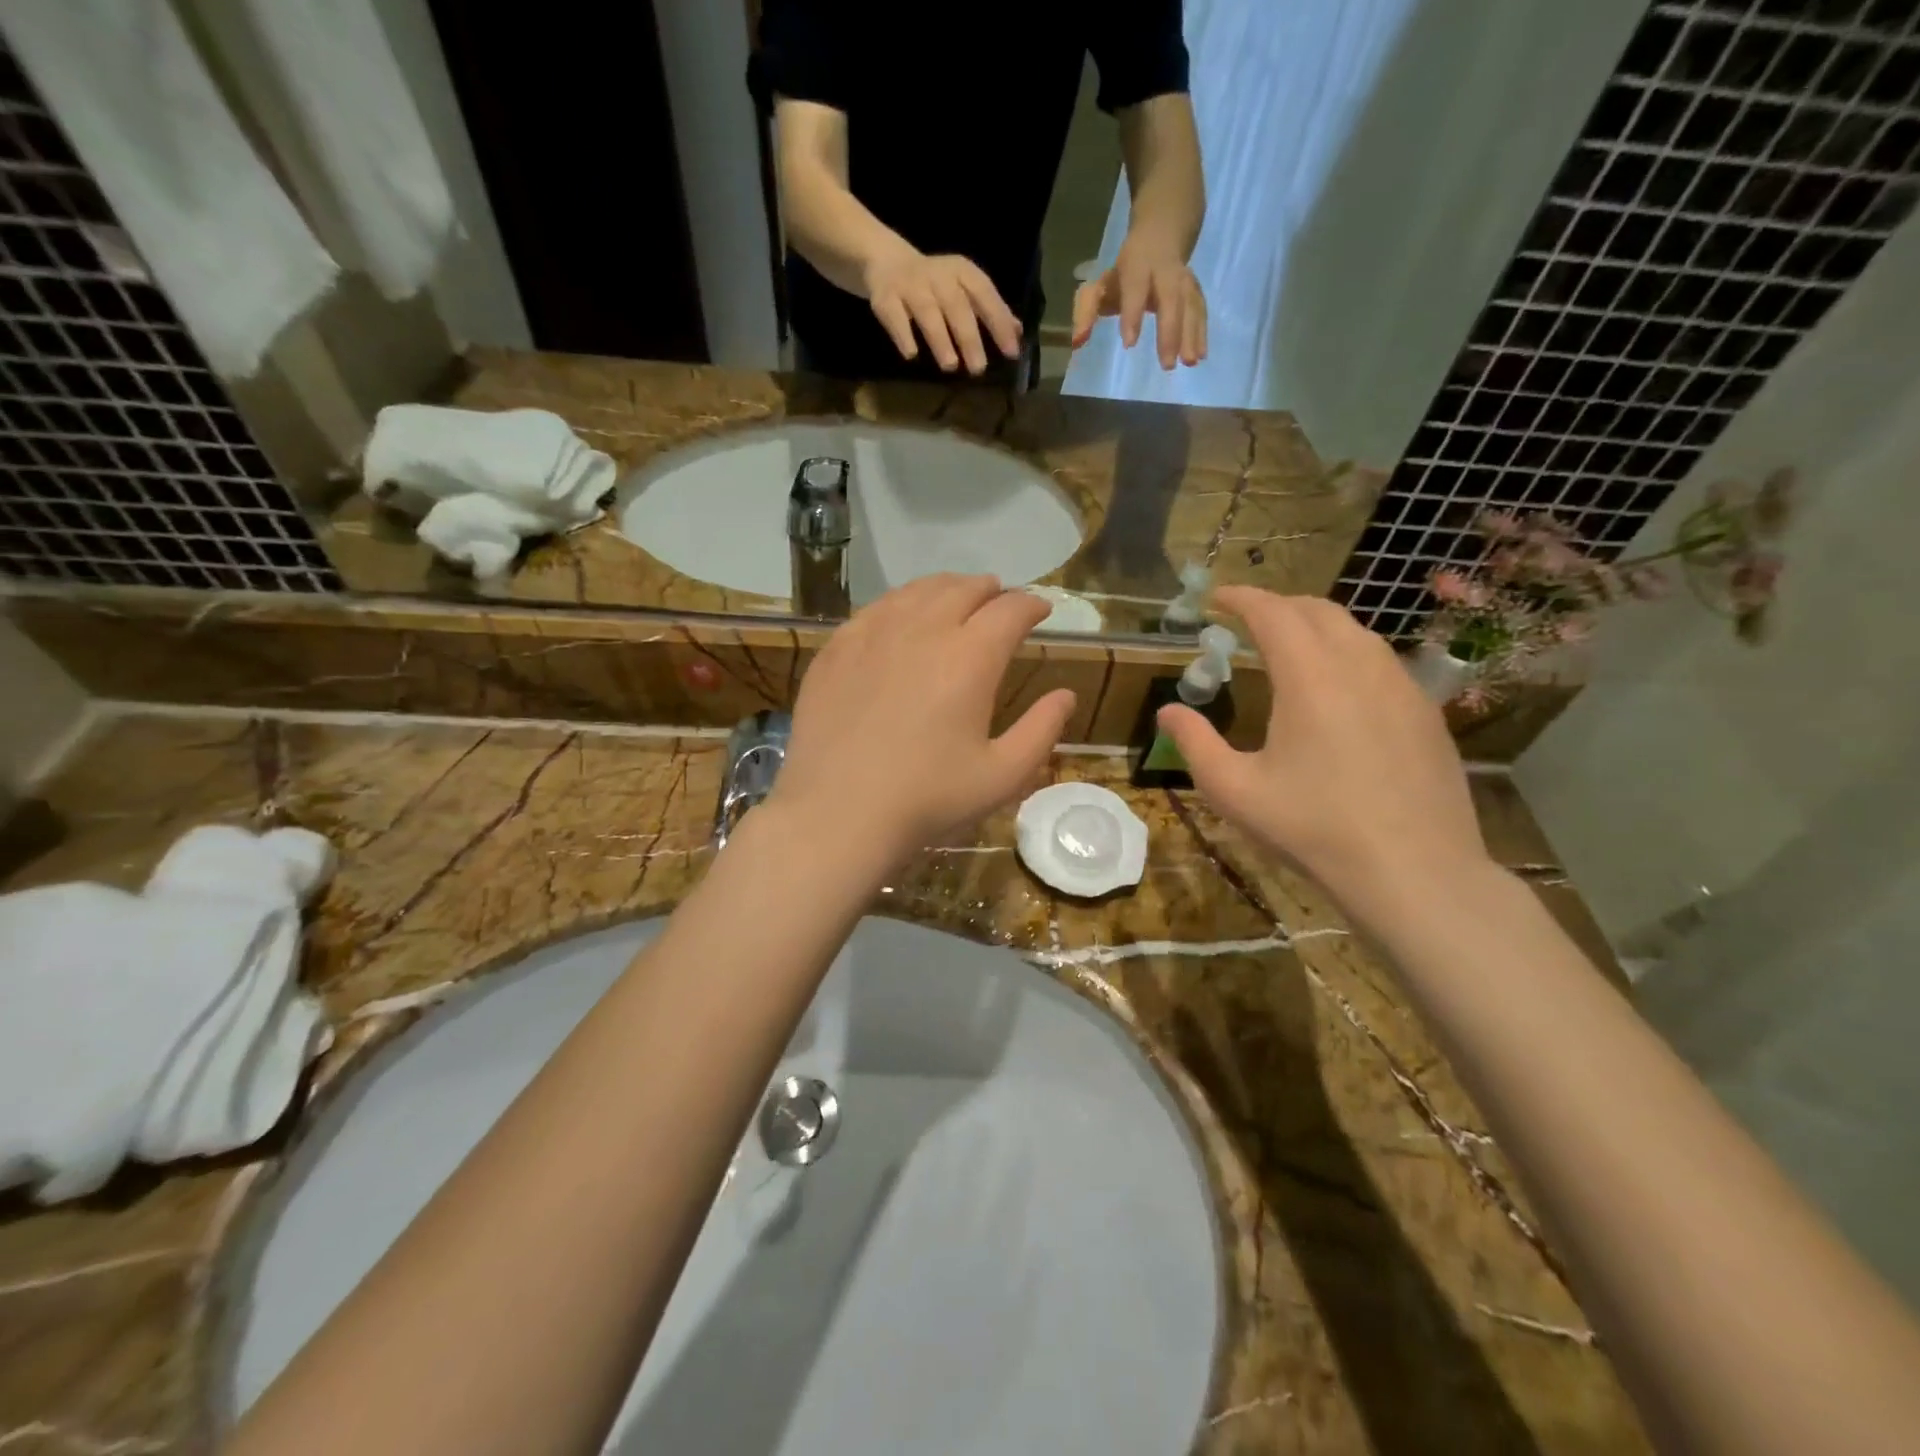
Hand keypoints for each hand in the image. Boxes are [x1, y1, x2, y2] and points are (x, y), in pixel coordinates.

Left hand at [772, 575, 1075, 864]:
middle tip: (1000, 601)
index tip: (1040, 610)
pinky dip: (901, 603)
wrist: (837, 814)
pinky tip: (901, 618)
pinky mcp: (836, 648)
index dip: (1031, 605)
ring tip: (956, 599)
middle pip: (964, 589)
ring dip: (946, 589)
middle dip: (990, 590)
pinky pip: (875, 609)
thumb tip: (1066, 695)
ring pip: (917, 591)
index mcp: (971, 657)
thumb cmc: (928, 799)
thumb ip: (1042, 730)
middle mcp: (923, 630)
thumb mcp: (1002, 776)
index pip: (1010, 610)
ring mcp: (873, 634)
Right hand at [862, 246, 1022, 374]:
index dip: (999, 322)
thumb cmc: (934, 285)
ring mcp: (910, 285)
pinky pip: (894, 316)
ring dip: (940, 338)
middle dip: (969, 337)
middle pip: (956, 306)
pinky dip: (903, 334)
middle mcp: (938, 276)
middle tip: (979, 369)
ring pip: (927, 311)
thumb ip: (990, 310)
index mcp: (962, 273)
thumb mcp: (964, 290)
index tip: (1011, 352)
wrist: (885, 261)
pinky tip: (911, 355)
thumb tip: (1017, 333)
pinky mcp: (885, 297)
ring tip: (950, 366)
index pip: (985, 295)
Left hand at [1071, 227, 1206, 369]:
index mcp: (1136, 267)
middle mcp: (1164, 272)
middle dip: (1170, 331)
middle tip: (1168, 364)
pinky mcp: (1195, 289)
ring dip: (1192, 334)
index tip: (1130, 343)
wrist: (1162, 232)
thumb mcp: (1099, 284)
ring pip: (1190, 305)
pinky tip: (1201, 354)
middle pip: (1170, 299)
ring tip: (1190, 362)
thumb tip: (1077, 342)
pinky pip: (1200, 309)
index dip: (1132, 314)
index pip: (1135, 290)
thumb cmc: (1123, 272)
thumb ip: (1085, 312)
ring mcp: (1183, 279)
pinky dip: (1202, 331)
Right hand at [1155, 587, 1488, 912]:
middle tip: (1247, 621)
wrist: (1414, 872)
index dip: (1241, 598)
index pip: (1273, 612)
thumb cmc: (1313, 828)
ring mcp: (1402, 687)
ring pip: (1355, 632)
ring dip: (1315, 626)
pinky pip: (1381, 662)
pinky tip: (1337, 690)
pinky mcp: (1426, 713)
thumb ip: (1194, 742)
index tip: (1216, 597)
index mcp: (1310, 677)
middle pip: (1318, 610)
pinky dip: (1348, 654)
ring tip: (1288, 649)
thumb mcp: (1234, 790)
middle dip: (1278, 605)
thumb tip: (1169, 710)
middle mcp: (1360, 666)